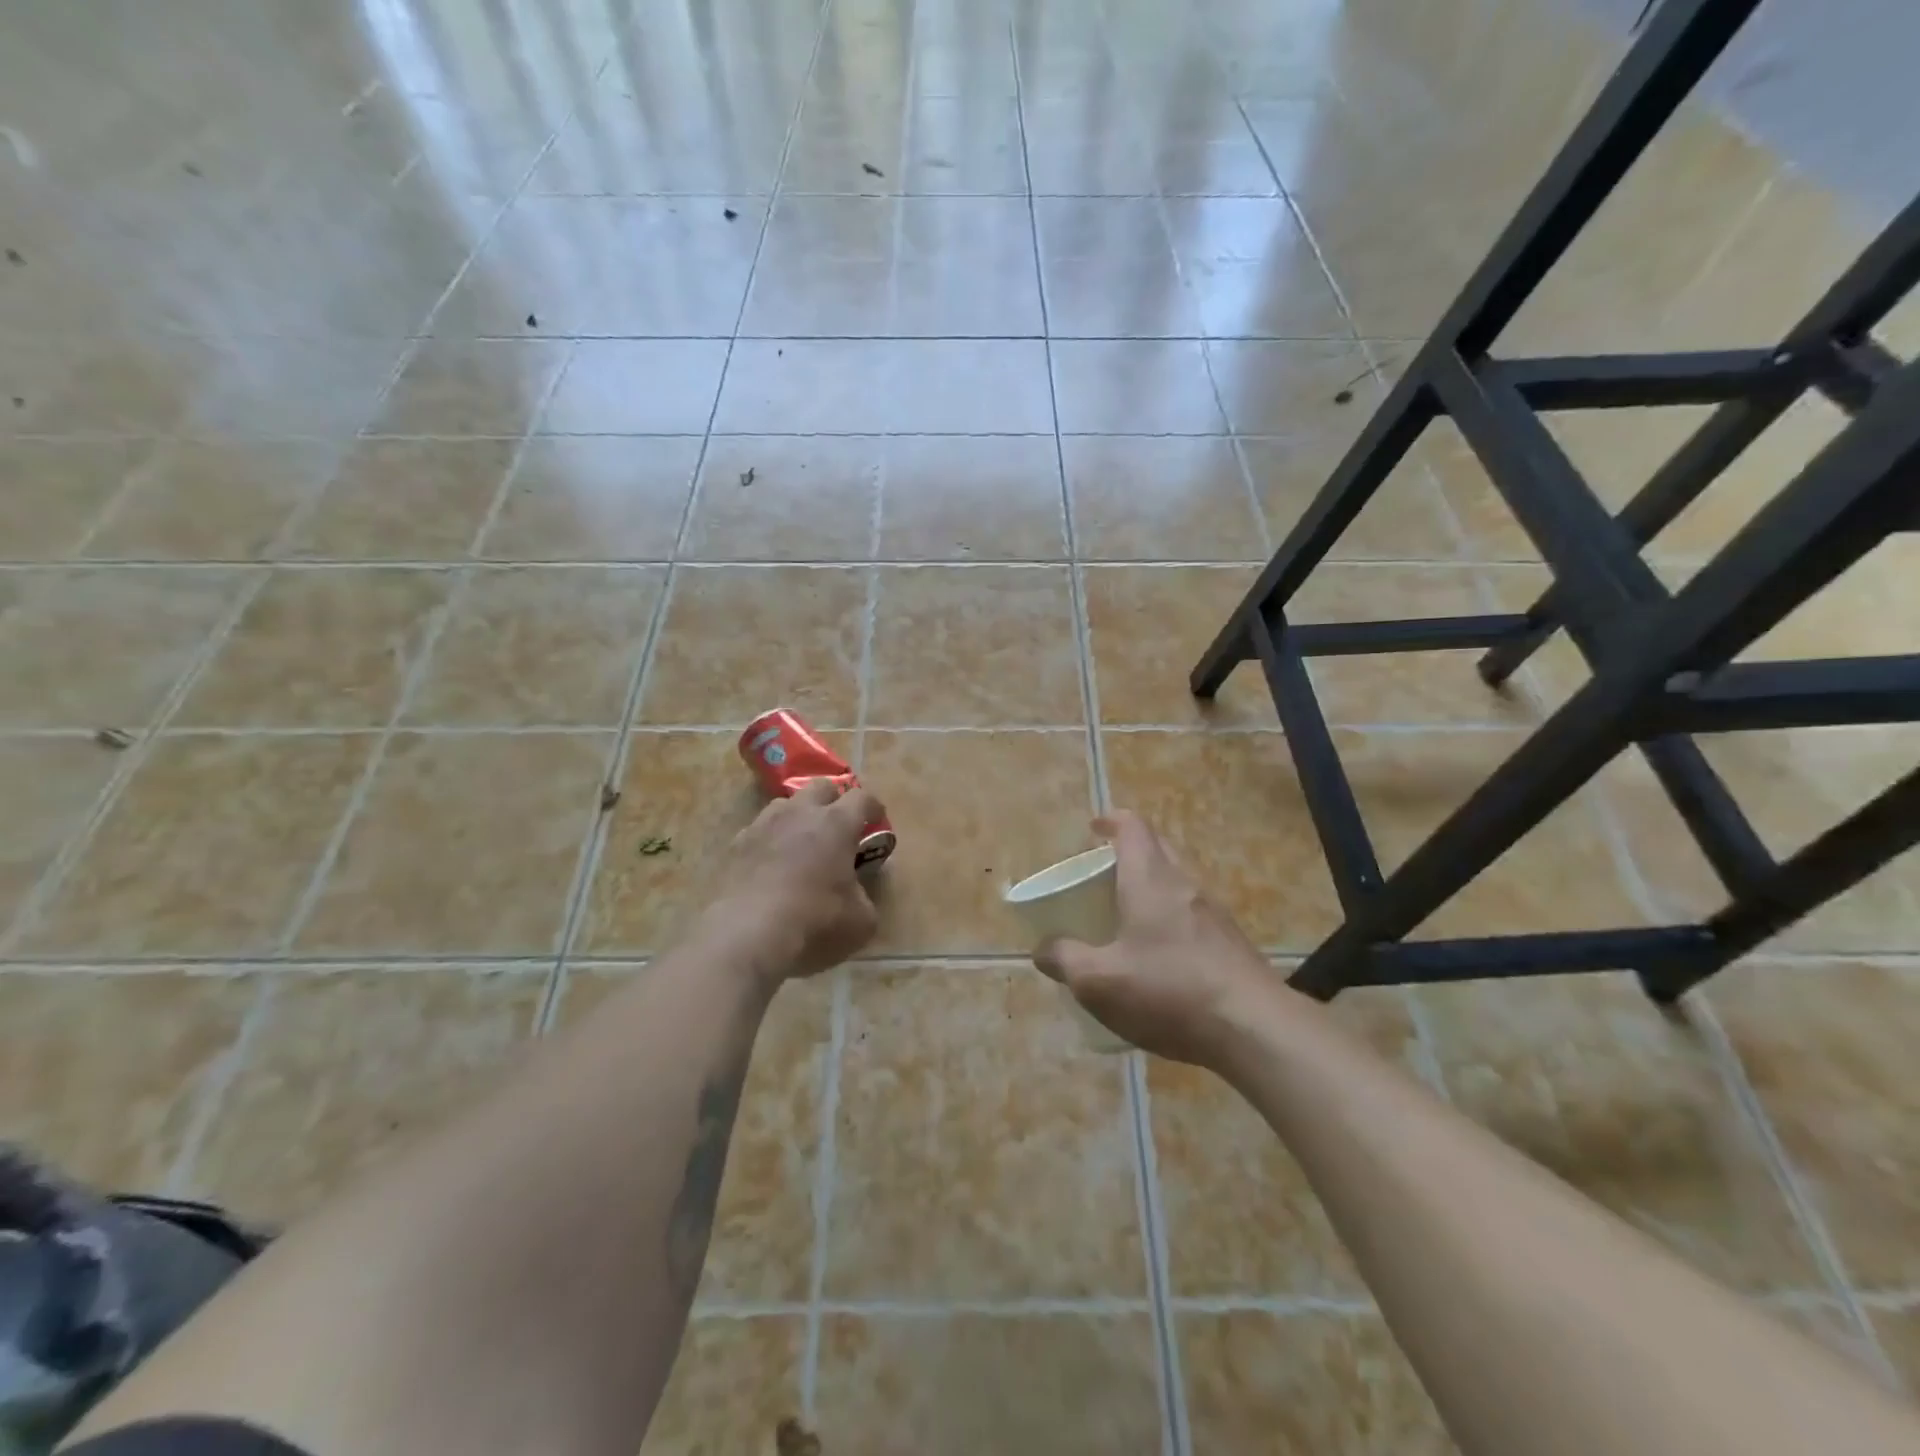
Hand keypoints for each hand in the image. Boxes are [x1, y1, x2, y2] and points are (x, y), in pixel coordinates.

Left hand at [695, 777, 884, 983]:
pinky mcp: (736, 845)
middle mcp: (800, 813)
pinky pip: (758, 830)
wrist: (747, 935)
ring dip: (798, 816)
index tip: (877, 820)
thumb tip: (857, 894)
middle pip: (821, 786)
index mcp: (836, 823)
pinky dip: (770, 840)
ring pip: (785, 804)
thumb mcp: (861, 920)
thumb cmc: (815, 921)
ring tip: (802, 841)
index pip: (862, 798)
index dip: (873, 807)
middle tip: (839, 824)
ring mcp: (763, 825)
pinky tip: (771, 864)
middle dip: (834, 799)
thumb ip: (864, 897)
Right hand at [1034, 811, 1279, 1065]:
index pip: (1133, 827)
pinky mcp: (1232, 944)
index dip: (1111, 820)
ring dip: (1151, 890)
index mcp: (1150, 879)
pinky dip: (1169, 921)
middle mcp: (1185, 885)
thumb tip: (1042, 949)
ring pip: (1177, 884)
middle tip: (1101, 878)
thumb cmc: (1169, 990)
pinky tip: (1158, 961)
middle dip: (1128, 854)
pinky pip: (1193, 916)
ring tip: (1124, 921)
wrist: (1255, 1028)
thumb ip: (1065, 960)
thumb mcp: (1099, 981)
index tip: (1092, 830)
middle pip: (1158, 849)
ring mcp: (1215, 914)